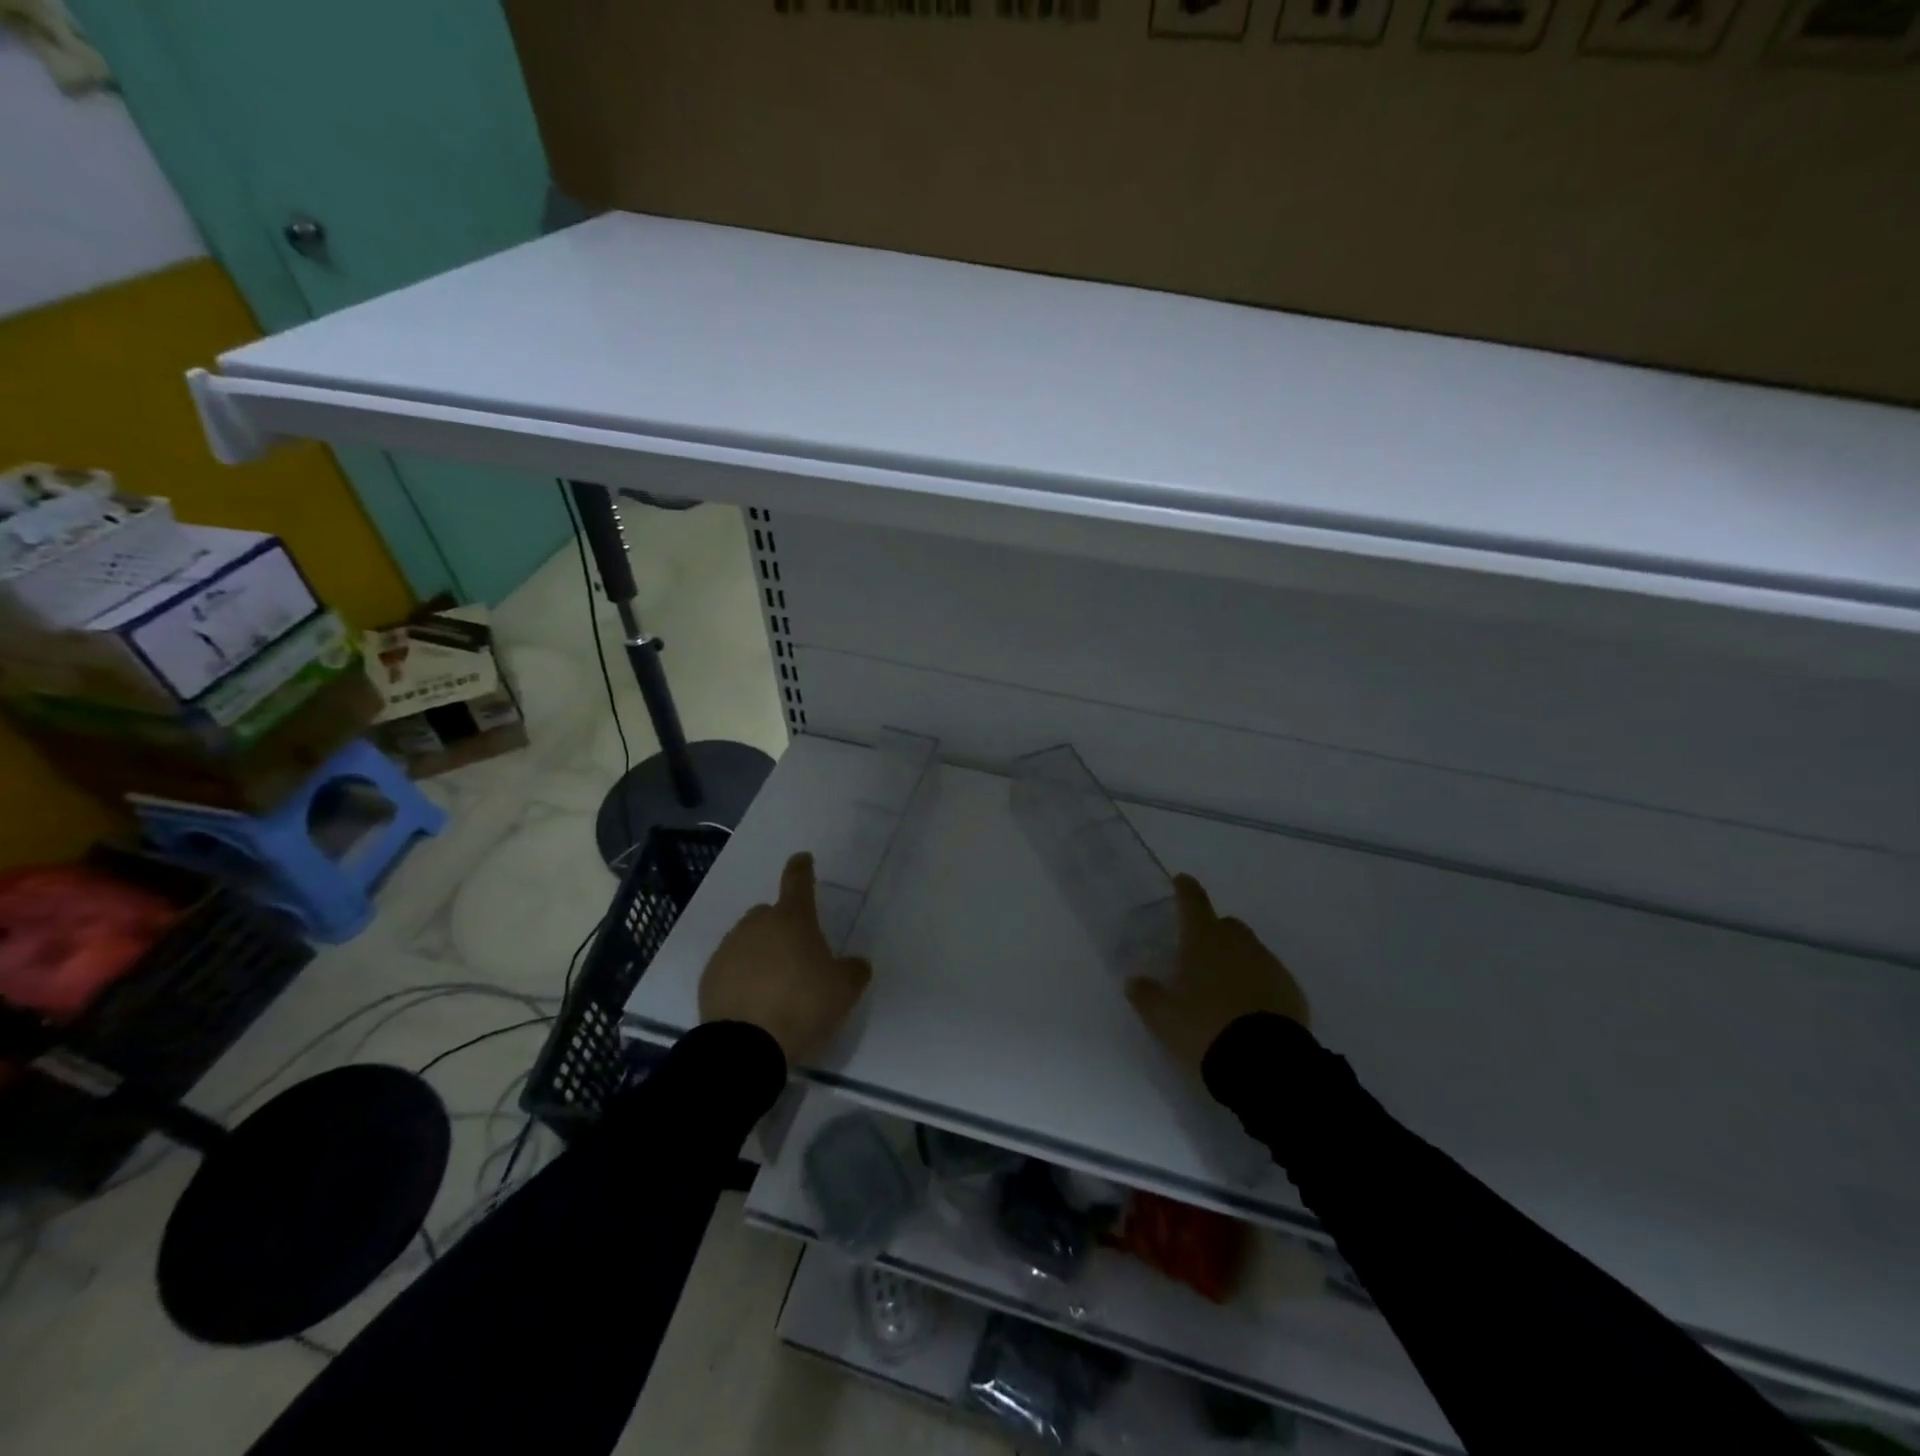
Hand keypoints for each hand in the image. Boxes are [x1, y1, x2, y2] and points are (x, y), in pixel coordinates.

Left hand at [698, 852, 871, 1066]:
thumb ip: (853, 971)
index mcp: (793, 919)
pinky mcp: (709, 976)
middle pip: (771, 914)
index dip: (802, 869)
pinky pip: (731, 967)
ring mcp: (729, 948)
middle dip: (783, 927)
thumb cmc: (802, 1005)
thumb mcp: (843, 991)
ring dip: (761, 953)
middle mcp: (757, 924)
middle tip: (797, 956)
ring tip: (774, 985)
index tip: (803, 859)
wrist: (745, 1047)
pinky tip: (752, 1001)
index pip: (798, 882)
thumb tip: (856, 964)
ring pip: (749, 940)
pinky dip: (741, 976)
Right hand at [1126, 875, 1308, 1077]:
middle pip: (1226, 924)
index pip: (1193, 901)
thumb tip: (1134, 981)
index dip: (1185, 889)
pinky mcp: (1291, 990)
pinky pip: (1269, 976)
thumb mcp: (1163, 1017)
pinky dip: (1256, 983)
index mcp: (1204, 940)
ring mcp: (1269, 965)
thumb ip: (1145, 995)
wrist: (1265, 1063)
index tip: (1182, 881)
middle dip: (1212, 931)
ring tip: (1221, 988)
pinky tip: (1247, 1008)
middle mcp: (1239, 943)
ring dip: (1235, 959)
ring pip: (1249, 950)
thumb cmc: (1205, 1028)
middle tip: (1197, 955)